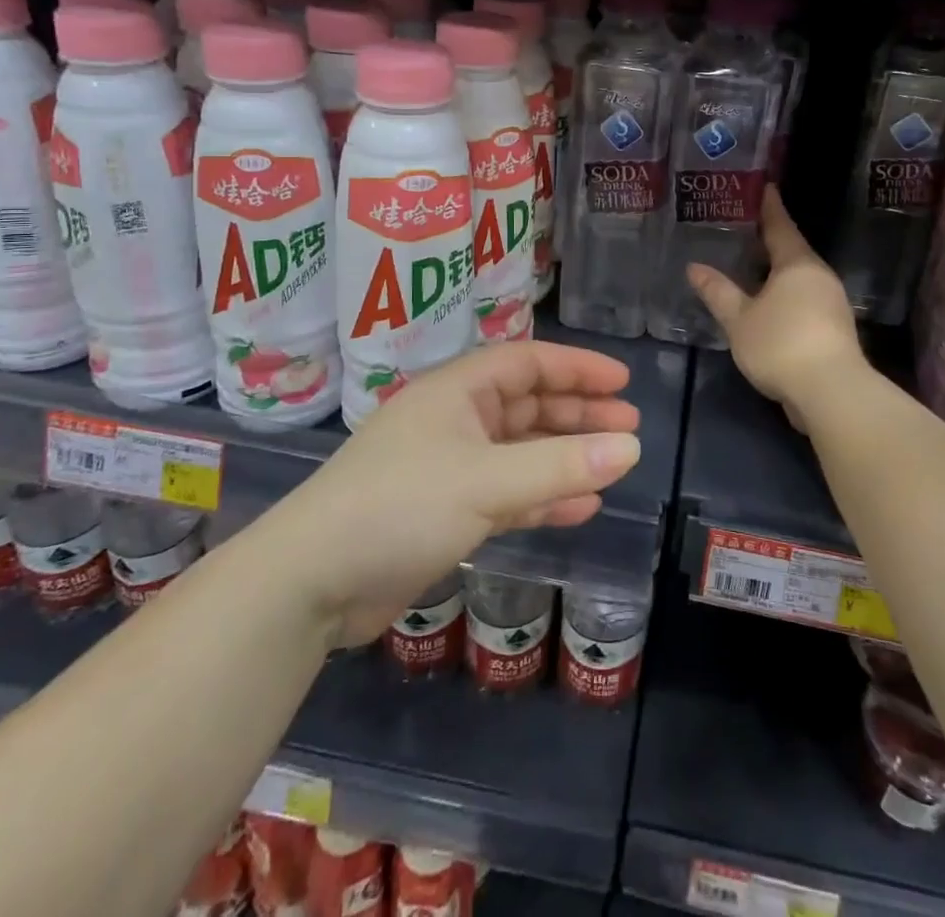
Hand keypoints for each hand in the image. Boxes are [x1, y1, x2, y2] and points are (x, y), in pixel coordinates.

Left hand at [292, 342, 641, 644]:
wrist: (311, 583)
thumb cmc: (400, 506)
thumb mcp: (487, 481)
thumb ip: (562, 466)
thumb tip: (633, 447)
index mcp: (457, 391)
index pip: (528, 362)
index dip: (577, 368)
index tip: (621, 383)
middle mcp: (454, 421)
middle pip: (528, 405)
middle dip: (579, 414)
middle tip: (628, 427)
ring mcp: (448, 467)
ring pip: (520, 451)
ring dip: (565, 456)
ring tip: (614, 464)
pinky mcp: (444, 511)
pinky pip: (507, 492)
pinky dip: (542, 496)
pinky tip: (580, 508)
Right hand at [687, 185, 864, 417]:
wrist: (831, 392)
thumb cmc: (781, 345)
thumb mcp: (739, 319)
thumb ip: (718, 292)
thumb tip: (694, 267)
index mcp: (798, 264)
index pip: (781, 226)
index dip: (770, 207)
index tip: (764, 188)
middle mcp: (820, 277)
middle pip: (793, 251)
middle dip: (770, 241)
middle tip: (745, 229)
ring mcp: (832, 303)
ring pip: (800, 278)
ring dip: (777, 272)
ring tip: (751, 268)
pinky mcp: (834, 329)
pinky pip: (805, 300)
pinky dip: (785, 295)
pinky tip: (768, 305)